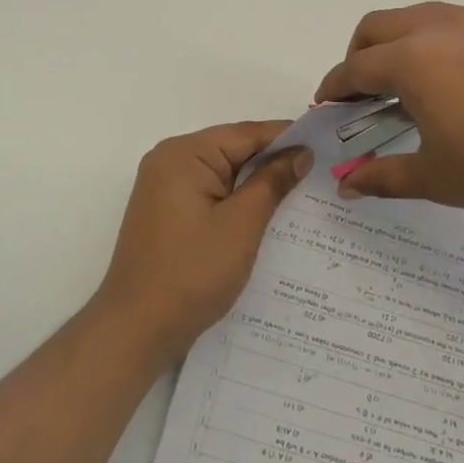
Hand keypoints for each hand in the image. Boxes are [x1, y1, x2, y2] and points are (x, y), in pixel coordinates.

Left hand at [96, 121, 312, 362]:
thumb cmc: (191, 273)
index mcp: (184, 154)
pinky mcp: (167, 211)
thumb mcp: (241, 225)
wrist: (136, 328)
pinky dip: (237, 200)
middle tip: (320, 171)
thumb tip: (300, 152)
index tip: (326, 145)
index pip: (245, 134)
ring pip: (224, 173)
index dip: (287, 138)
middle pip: (233, 149)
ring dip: (257, 183)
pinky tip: (267, 214)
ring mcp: (165, 187)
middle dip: (274, 161)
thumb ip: (272, 182)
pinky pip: (210, 192)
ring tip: (302, 193)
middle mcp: (170, 160)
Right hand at [314, 2, 463, 222]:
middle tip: (366, 91)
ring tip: (419, 84)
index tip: (328, 105)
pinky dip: (449, 43)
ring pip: (423, 17)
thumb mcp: (436, 179)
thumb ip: (382, 177)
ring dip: (404, 43)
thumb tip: (345, 185)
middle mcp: (441, 26)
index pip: (355, 67)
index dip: (335, 88)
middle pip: (378, 26)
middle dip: (360, 55)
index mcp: (413, 60)